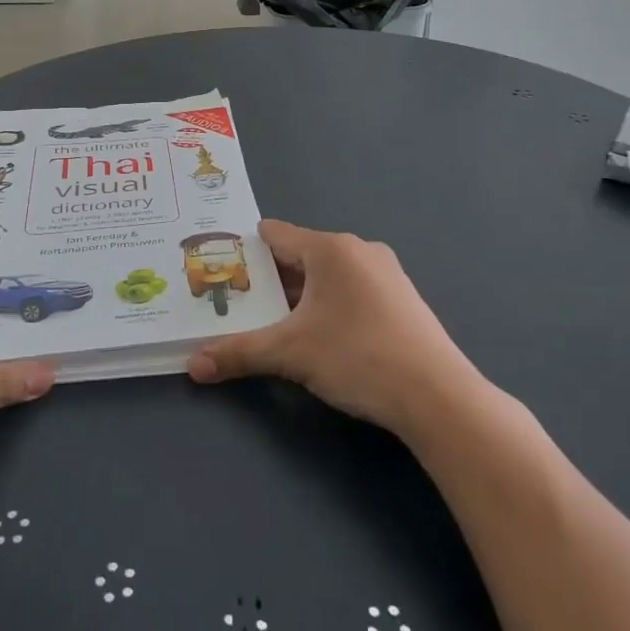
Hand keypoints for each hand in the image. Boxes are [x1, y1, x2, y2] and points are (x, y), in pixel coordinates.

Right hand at [186, 221, 485, 435]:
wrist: (437, 395)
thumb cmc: (357, 356)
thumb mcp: (290, 354)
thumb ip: (238, 353)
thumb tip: (193, 366)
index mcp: (330, 249)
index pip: (275, 235)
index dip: (244, 250)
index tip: (219, 267)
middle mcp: (359, 251)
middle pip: (300, 256)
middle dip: (269, 280)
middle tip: (237, 302)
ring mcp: (386, 274)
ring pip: (327, 277)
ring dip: (299, 297)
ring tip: (272, 322)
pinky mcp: (402, 300)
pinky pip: (351, 291)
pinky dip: (328, 306)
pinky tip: (320, 336)